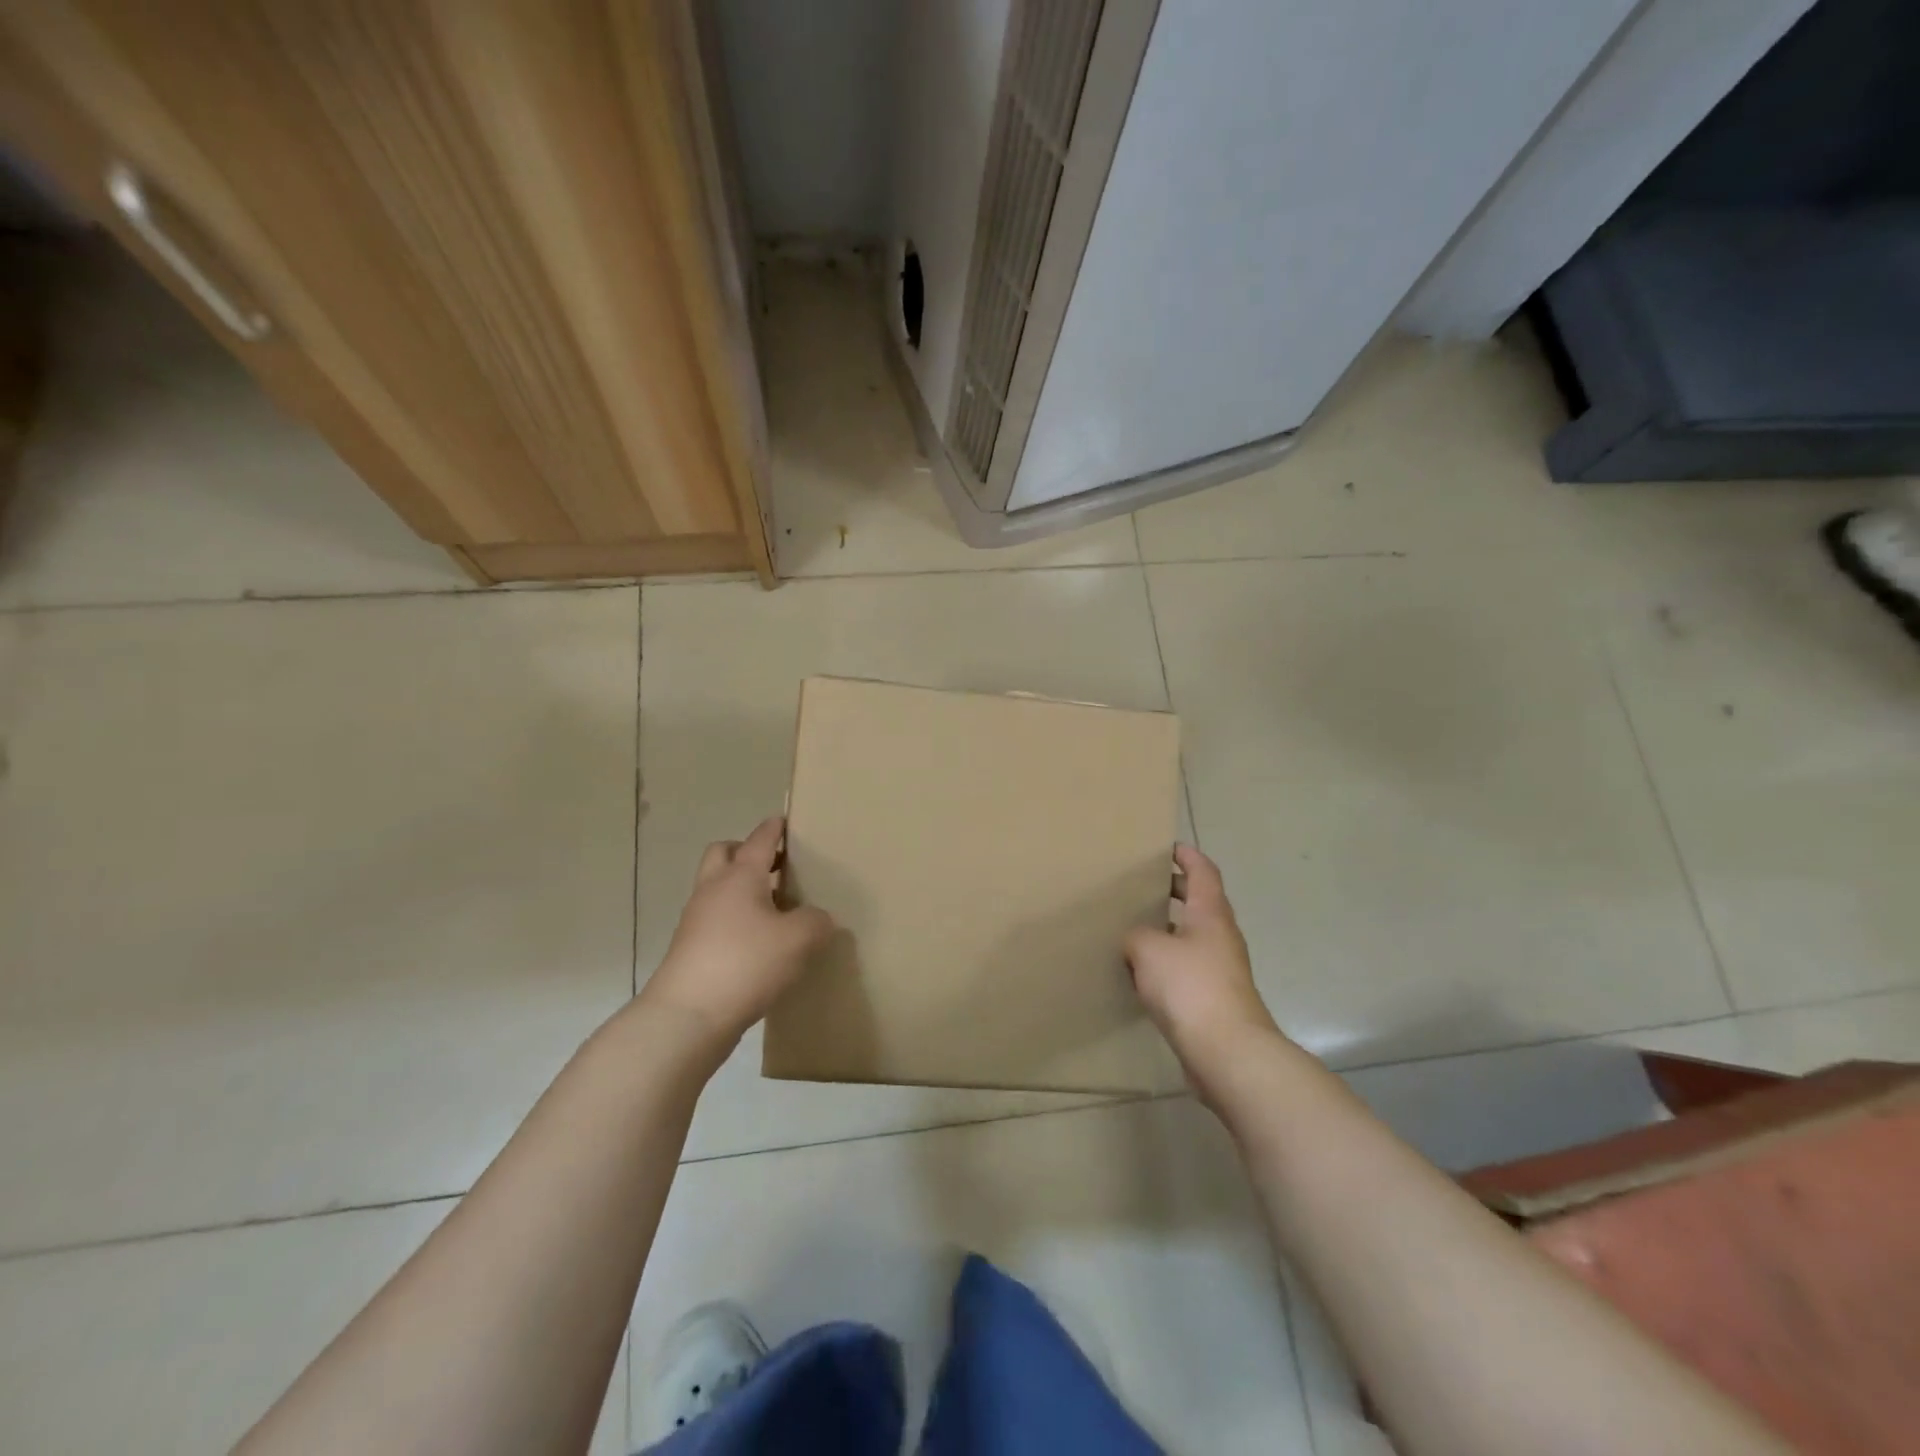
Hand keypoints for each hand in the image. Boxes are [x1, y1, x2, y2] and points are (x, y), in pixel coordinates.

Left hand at [641, 817, 835, 1047]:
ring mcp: (697, 920)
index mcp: (740, 876)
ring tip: (774, 908)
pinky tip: (759, 942)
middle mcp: (714, 890)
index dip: (774, 829)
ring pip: (717, 888)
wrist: (687, 1017)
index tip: (785, 821)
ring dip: (740, 888)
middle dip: (745, 852)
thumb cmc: (746, 963)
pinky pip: (715, 920)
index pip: (759, 840)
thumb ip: (816, 921)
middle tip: (775, 866)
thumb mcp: (799, 939)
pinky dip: (734, 919)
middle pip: (723, 853)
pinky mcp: (691, 950)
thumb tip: (817, 918)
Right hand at [1125, 845, 1284, 1095]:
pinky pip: (1187, 969)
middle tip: (1140, 886)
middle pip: (1198, 902)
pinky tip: (1140, 973)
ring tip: (1132, 928)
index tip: (1168, 847)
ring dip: (1167, 929)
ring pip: (1191, 937)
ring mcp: (1221, 969)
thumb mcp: (1149, 949)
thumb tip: (1136, 940)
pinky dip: (1166, 962)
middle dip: (1172, 891)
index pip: (1203, 871)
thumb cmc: (1191, 987)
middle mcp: (1220, 936)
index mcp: (1210, 913)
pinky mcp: (1214, 999)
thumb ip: (1136, 935)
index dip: (1187, 856)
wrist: (1227, 1051)